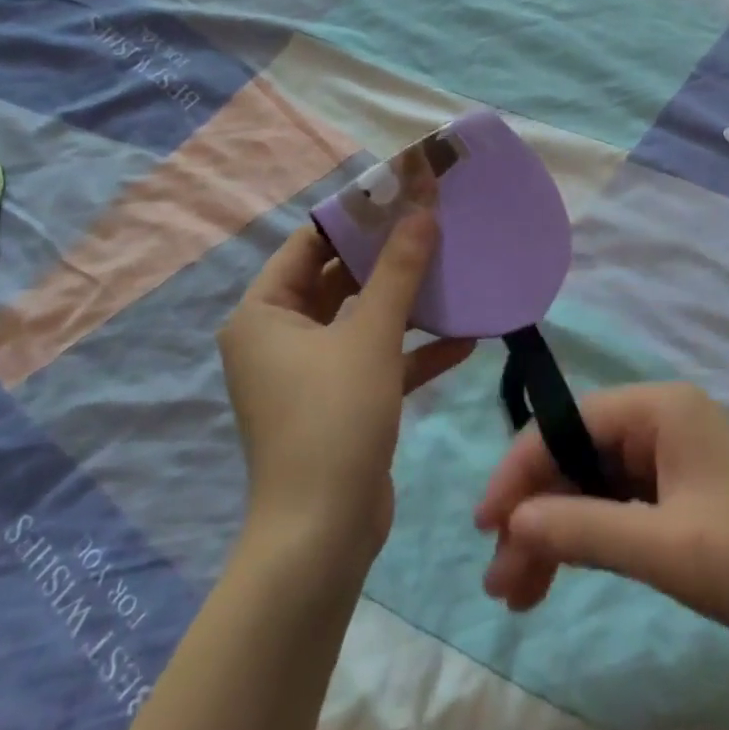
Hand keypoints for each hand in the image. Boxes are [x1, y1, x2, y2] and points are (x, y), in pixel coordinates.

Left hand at [220, 214, 473, 567]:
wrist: (323, 535)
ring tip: (454, 273)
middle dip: (387, 258)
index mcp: (264, 314)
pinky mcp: (339, 403)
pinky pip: (376, 361)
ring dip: (406, 304)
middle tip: (434, 226)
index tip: (400, 194)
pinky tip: (464, 339)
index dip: (354, 217)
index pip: (308, 244)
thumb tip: (422, 209)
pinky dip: (413, 351)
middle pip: (337, 280)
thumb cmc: (334, 419)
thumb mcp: (371, 336)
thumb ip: (398, 270)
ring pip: (361, 321)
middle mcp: (279, 338)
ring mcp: (309, 373)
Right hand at [475, 384, 728, 660]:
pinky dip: (592, 536)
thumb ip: (584, 529)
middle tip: (502, 580)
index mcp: (660, 409)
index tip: (486, 527)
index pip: (567, 424)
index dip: (520, 471)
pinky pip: (622, 502)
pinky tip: (565, 571)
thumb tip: (513, 523)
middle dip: (537, 513)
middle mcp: (662, 420)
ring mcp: (675, 454)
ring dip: (558, 531)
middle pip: (578, 455)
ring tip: (521, 594)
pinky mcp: (685, 489)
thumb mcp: (666, 549)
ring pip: (595, 483)